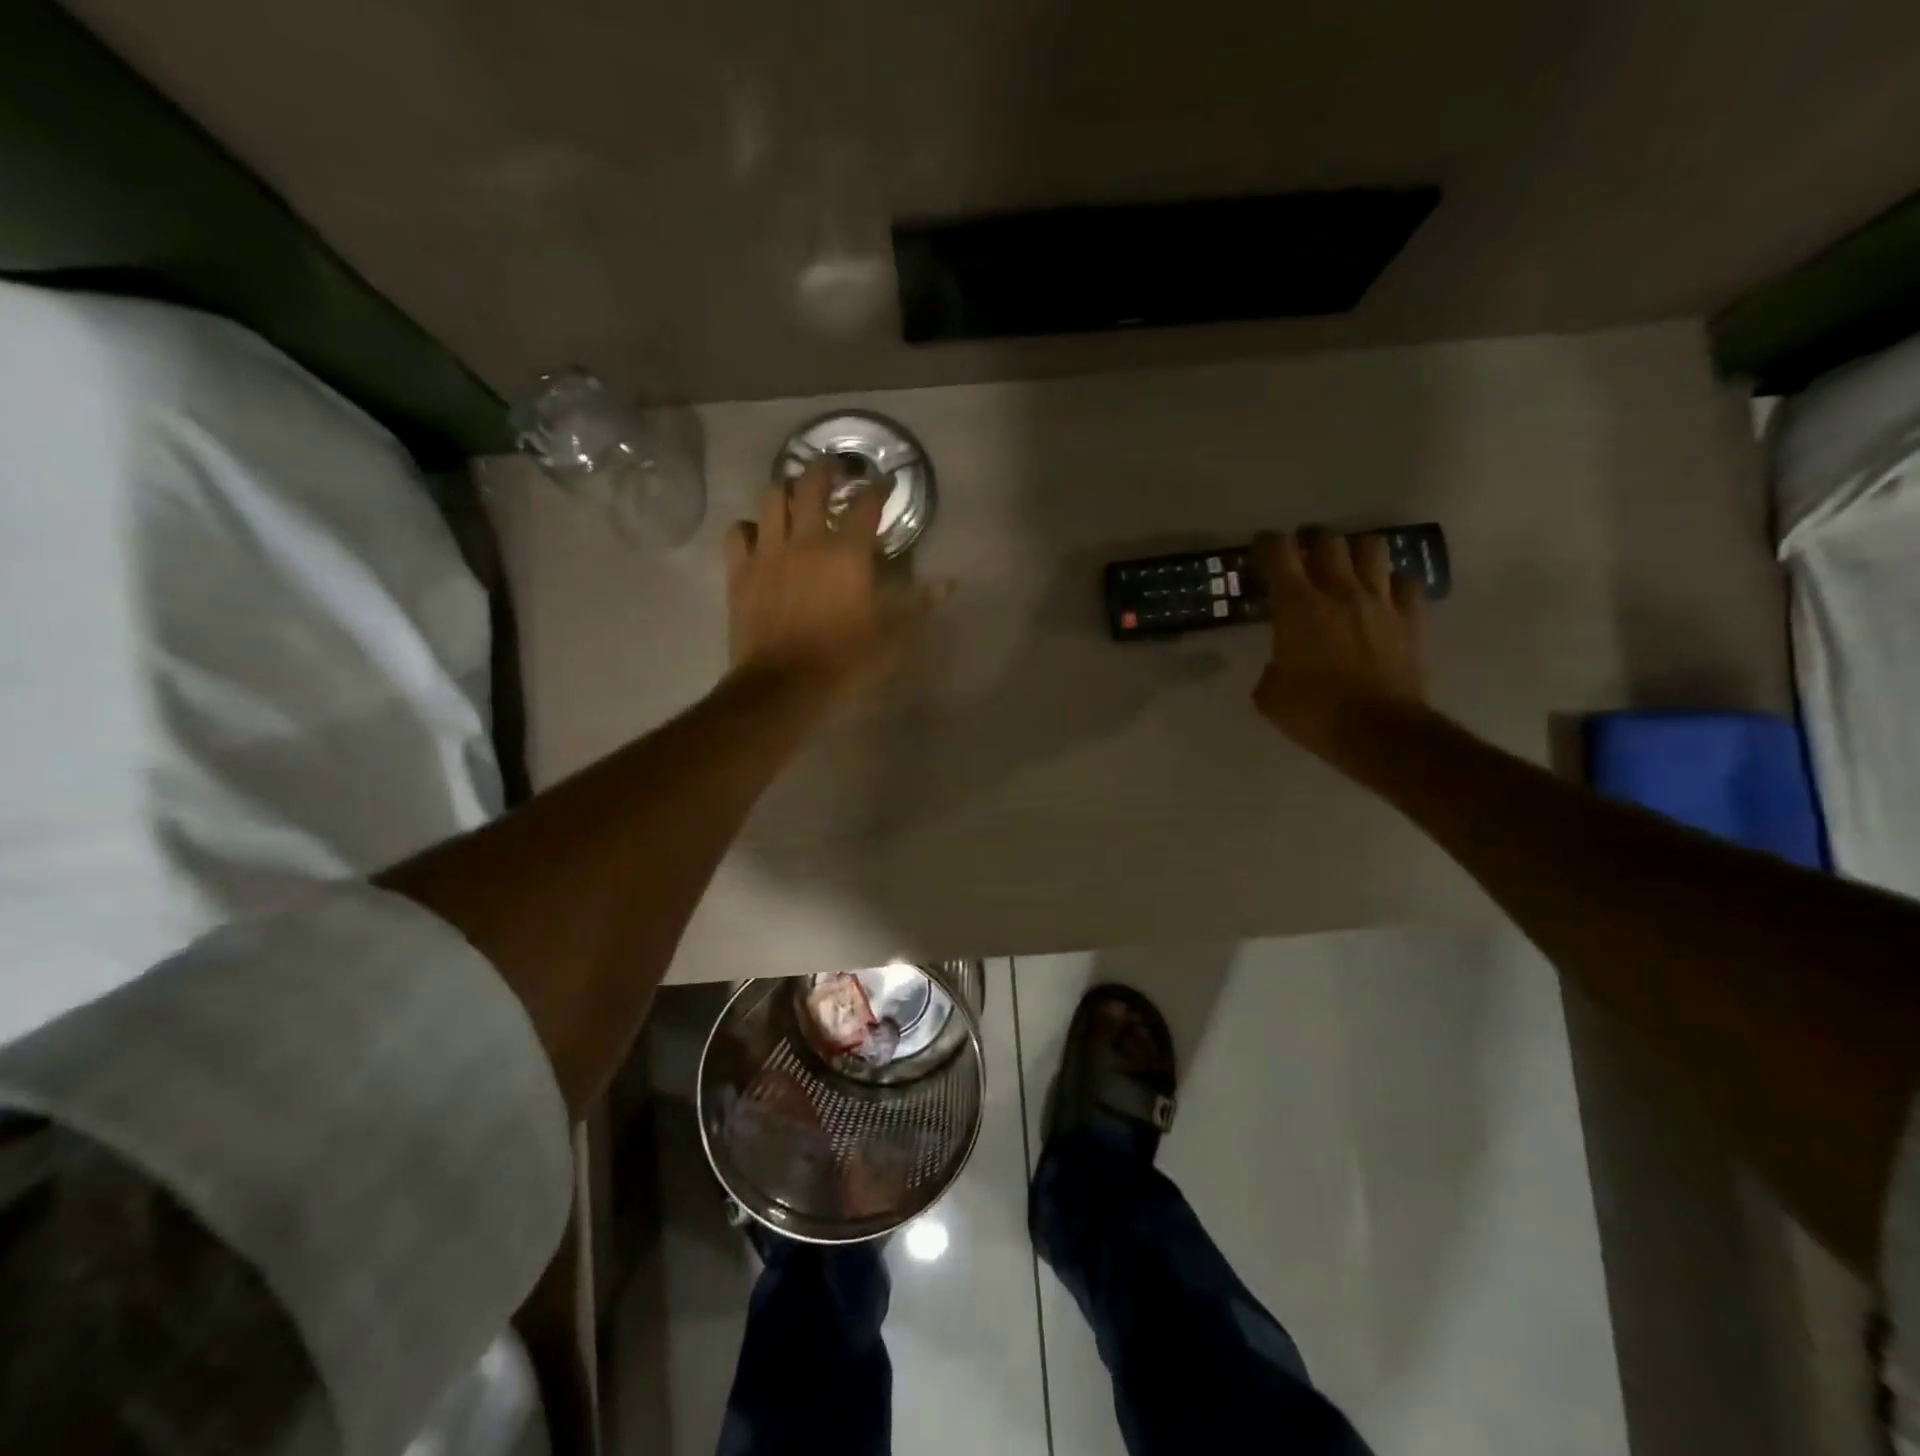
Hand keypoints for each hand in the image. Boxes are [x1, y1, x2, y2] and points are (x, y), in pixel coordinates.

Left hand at [724, 459, 944, 699]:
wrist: (783, 685)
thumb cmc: (844, 661)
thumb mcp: (891, 638)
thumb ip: (917, 606)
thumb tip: (949, 584)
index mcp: (847, 554)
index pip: (865, 504)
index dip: (878, 488)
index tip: (884, 482)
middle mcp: (807, 540)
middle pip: (812, 485)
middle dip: (825, 469)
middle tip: (834, 468)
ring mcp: (769, 552)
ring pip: (771, 498)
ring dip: (785, 489)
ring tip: (794, 493)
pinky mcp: (740, 571)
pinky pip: (738, 532)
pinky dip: (749, 526)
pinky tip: (758, 533)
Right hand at [1251, 529, 1428, 759]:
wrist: (1378, 732)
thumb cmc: (1314, 714)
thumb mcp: (1270, 696)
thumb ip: (1271, 668)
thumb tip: (1280, 665)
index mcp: (1297, 606)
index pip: (1279, 552)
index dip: (1267, 543)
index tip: (1260, 548)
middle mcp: (1339, 591)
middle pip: (1327, 540)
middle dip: (1310, 539)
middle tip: (1301, 552)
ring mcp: (1380, 601)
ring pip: (1371, 547)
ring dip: (1354, 551)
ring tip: (1345, 565)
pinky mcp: (1411, 618)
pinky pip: (1405, 583)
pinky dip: (1391, 582)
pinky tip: (1382, 595)